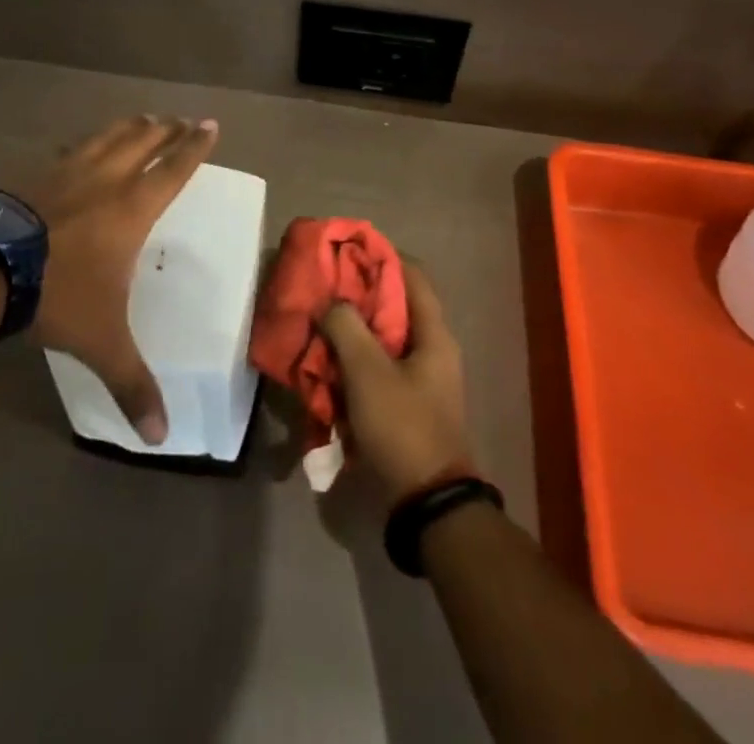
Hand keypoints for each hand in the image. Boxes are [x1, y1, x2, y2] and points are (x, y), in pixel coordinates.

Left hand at [25, 115, 218, 444]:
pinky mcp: (32, 173)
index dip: (194, 147)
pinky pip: (67, 149)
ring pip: (106, 137)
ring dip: (128, 127)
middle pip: (142, 142)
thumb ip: (132, 383)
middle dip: (165, 129)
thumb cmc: (56, 294)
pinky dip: (83, 143)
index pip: (174, 170)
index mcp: (131, 209)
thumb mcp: (100, 342)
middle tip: (179, 118)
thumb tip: (163, 436)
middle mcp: (104, 180)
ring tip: (141, 117)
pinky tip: (77, 145)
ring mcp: (65, 171)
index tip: (209, 124)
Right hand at [319, 266, 473, 506]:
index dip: (382, 256)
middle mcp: (432, 349)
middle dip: (359, 294)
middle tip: (324, 287)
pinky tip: (326, 363)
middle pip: (395, 306)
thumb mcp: (368, 372)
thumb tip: (330, 303)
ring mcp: (420, 379)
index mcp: (434, 334)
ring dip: (353, 330)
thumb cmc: (403, 426)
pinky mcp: (406, 403)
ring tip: (319, 322)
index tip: (348, 250)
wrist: (427, 503)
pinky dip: (354, 360)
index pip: (412, 275)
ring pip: (383, 339)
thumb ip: (346, 328)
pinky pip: (378, 368)